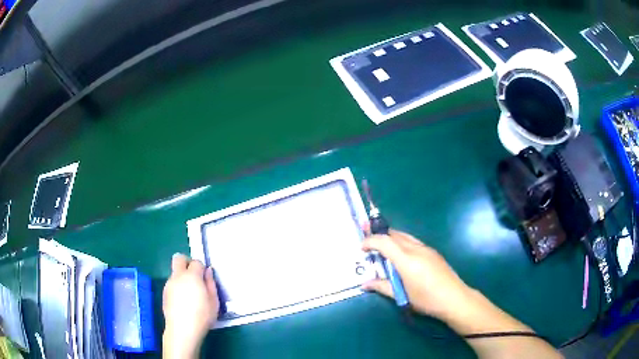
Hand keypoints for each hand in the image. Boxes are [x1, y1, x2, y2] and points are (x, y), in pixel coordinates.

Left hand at [162, 254, 218, 358]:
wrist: (182, 329)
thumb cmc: (202, 316)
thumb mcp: (214, 301)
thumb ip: (211, 283)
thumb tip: (208, 271)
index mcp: (192, 276)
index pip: (196, 262)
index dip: (201, 268)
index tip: (205, 278)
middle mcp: (178, 276)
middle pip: (179, 258)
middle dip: (186, 262)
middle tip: (194, 276)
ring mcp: (169, 284)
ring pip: (175, 272)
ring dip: (182, 277)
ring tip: (190, 294)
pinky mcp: (164, 292)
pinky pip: (172, 283)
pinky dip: (177, 287)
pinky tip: (183, 302)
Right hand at [361, 229, 471, 321]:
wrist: (454, 298)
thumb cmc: (426, 300)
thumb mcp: (402, 296)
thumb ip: (382, 287)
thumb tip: (365, 284)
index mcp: (406, 260)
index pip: (384, 242)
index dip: (370, 241)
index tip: (361, 248)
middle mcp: (416, 249)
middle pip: (394, 234)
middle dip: (379, 235)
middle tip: (367, 241)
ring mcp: (426, 249)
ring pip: (404, 236)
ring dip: (391, 238)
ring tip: (382, 247)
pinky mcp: (433, 252)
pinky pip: (413, 241)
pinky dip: (401, 242)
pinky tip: (401, 255)